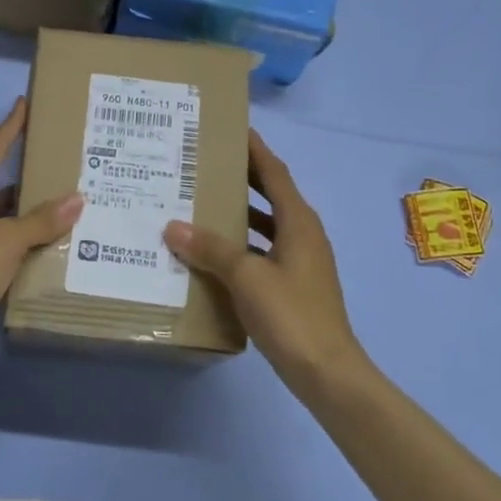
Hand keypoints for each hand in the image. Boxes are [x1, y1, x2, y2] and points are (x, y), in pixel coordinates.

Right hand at [164, 131, 369, 395]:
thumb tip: (173, 226)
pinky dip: (242, 246)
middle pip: (272, 195)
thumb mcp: (246, 276)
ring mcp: (301, 262)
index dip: (255, 149)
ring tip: (203, 203)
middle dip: (244, 177)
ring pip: (267, 225)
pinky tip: (214, 254)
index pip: (275, 173)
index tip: (233, 128)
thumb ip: (210, 249)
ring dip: (241, 213)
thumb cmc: (291, 314)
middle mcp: (304, 235)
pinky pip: (264, 252)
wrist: (326, 371)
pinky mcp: (293, 286)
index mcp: (299, 222)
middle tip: (207, 163)